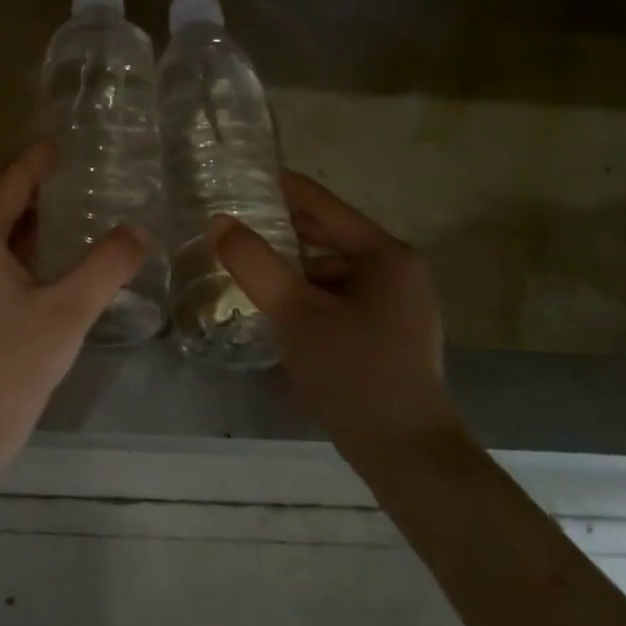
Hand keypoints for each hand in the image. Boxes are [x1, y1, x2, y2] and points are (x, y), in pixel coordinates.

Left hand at [0, 139, 149, 457]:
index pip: (9, 185)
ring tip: (61, 209)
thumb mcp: (69, 311)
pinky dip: (12, 247)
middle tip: (69, 173)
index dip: (35, 162)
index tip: (58, 143)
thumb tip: (139, 231)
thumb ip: (106, 266)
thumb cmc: (14, 363)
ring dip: (21, 219)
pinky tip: (39, 260)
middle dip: (30, 188)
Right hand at [210, 172, 461, 453]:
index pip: (326, 206)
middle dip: (285, 230)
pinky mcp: (390, 336)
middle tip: (237, 221)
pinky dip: (309, 296)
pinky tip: (278, 310)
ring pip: (333, 272)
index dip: (286, 188)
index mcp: (386, 256)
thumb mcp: (295, 313)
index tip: (248, 173)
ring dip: (294, 268)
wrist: (406, 452)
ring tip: (250, 267)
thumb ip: (255, 264)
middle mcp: (398, 273)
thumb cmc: (354, 372)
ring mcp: (398, 306)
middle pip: (331, 237)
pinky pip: (341, 299)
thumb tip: (218, 222)